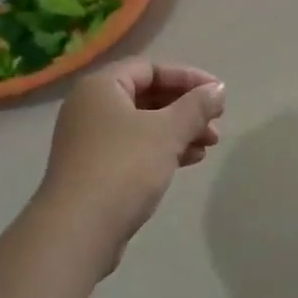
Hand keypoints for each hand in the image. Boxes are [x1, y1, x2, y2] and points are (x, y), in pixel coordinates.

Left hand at [36, 60, 225, 272]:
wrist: (79, 229)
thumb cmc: (124, 167)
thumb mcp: (167, 132)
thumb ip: (196, 107)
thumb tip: (218, 89)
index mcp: (101, 87)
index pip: (150, 68)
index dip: (187, 77)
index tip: (218, 94)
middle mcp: (91, 107)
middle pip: (147, 95)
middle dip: (185, 107)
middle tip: (217, 121)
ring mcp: (90, 140)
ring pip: (143, 124)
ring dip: (179, 130)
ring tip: (210, 144)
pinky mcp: (95, 170)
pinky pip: (135, 148)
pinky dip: (163, 149)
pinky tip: (190, 160)